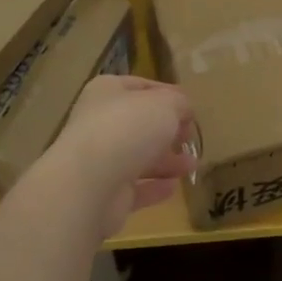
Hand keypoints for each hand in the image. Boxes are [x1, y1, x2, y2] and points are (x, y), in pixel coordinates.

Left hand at [43, 75, 196, 236]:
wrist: (89, 184)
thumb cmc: (128, 129)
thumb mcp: (166, 104)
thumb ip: (179, 103)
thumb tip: (183, 111)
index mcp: (107, 92)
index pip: (140, 86)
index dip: (167, 94)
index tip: (190, 107)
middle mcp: (99, 123)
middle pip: (139, 124)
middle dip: (167, 130)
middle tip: (190, 137)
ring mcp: (99, 160)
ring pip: (138, 157)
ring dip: (166, 160)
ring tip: (192, 165)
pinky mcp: (104, 194)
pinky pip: (135, 188)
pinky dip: (154, 187)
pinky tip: (174, 187)